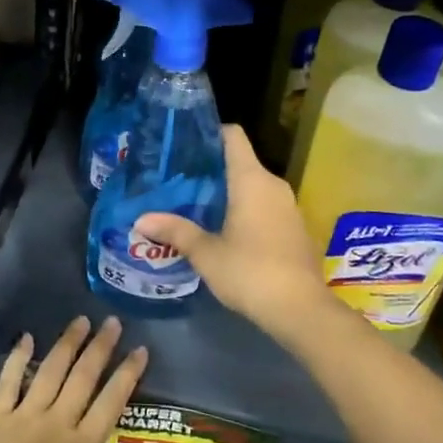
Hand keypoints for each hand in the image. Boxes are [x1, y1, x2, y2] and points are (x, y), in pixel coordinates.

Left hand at [0, 316, 156, 442]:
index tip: (140, 349)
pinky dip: (18, 357)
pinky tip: (26, 338)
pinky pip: (9, 380)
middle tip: (112, 321)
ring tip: (80, 321)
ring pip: (50, 371)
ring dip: (67, 344)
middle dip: (100, 348)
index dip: (128, 374)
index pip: (111, 402)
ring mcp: (24, 416)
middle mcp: (56, 422)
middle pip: (83, 377)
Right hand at [133, 125, 336, 340]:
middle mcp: (273, 184)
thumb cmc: (250, 272)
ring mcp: (288, 206)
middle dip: (210, 168)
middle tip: (178, 178)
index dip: (209, 132)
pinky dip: (244, 208)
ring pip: (253, 185)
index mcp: (252, 179)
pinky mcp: (294, 228)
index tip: (184, 143)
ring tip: (194, 202)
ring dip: (227, 191)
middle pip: (240, 161)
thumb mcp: (206, 253)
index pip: (232, 136)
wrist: (301, 310)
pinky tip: (222, 228)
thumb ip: (175, 231)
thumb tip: (140, 220)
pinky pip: (264, 205)